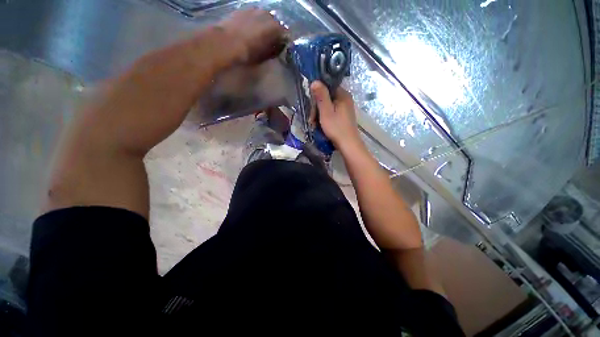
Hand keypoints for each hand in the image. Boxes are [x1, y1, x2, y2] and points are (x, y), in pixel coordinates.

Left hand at [218, 9, 286, 64]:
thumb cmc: (248, 53)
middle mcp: (267, 15)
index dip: (283, 41)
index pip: (285, 33)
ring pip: (264, 17)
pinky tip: (250, 29)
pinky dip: (254, 21)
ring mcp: (254, 10)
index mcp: (274, 28)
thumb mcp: (264, 56)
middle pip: (275, 23)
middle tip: (270, 42)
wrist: (226, 42)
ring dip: (264, 24)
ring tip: (260, 35)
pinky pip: (253, 14)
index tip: (281, 47)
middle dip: (274, 31)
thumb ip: (273, 51)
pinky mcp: (243, 9)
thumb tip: (278, 49)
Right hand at [311, 81, 361, 150]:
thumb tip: (315, 81)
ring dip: (319, 115)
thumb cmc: (336, 128)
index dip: (317, 95)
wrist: (348, 144)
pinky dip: (324, 118)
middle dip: (317, 108)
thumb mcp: (326, 112)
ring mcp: (345, 108)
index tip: (311, 106)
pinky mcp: (343, 116)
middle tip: (312, 120)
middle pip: (326, 98)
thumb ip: (321, 96)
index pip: (327, 87)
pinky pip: (331, 112)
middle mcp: (345, 99)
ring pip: (327, 106)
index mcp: (343, 95)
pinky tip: (320, 126)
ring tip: (314, 125)